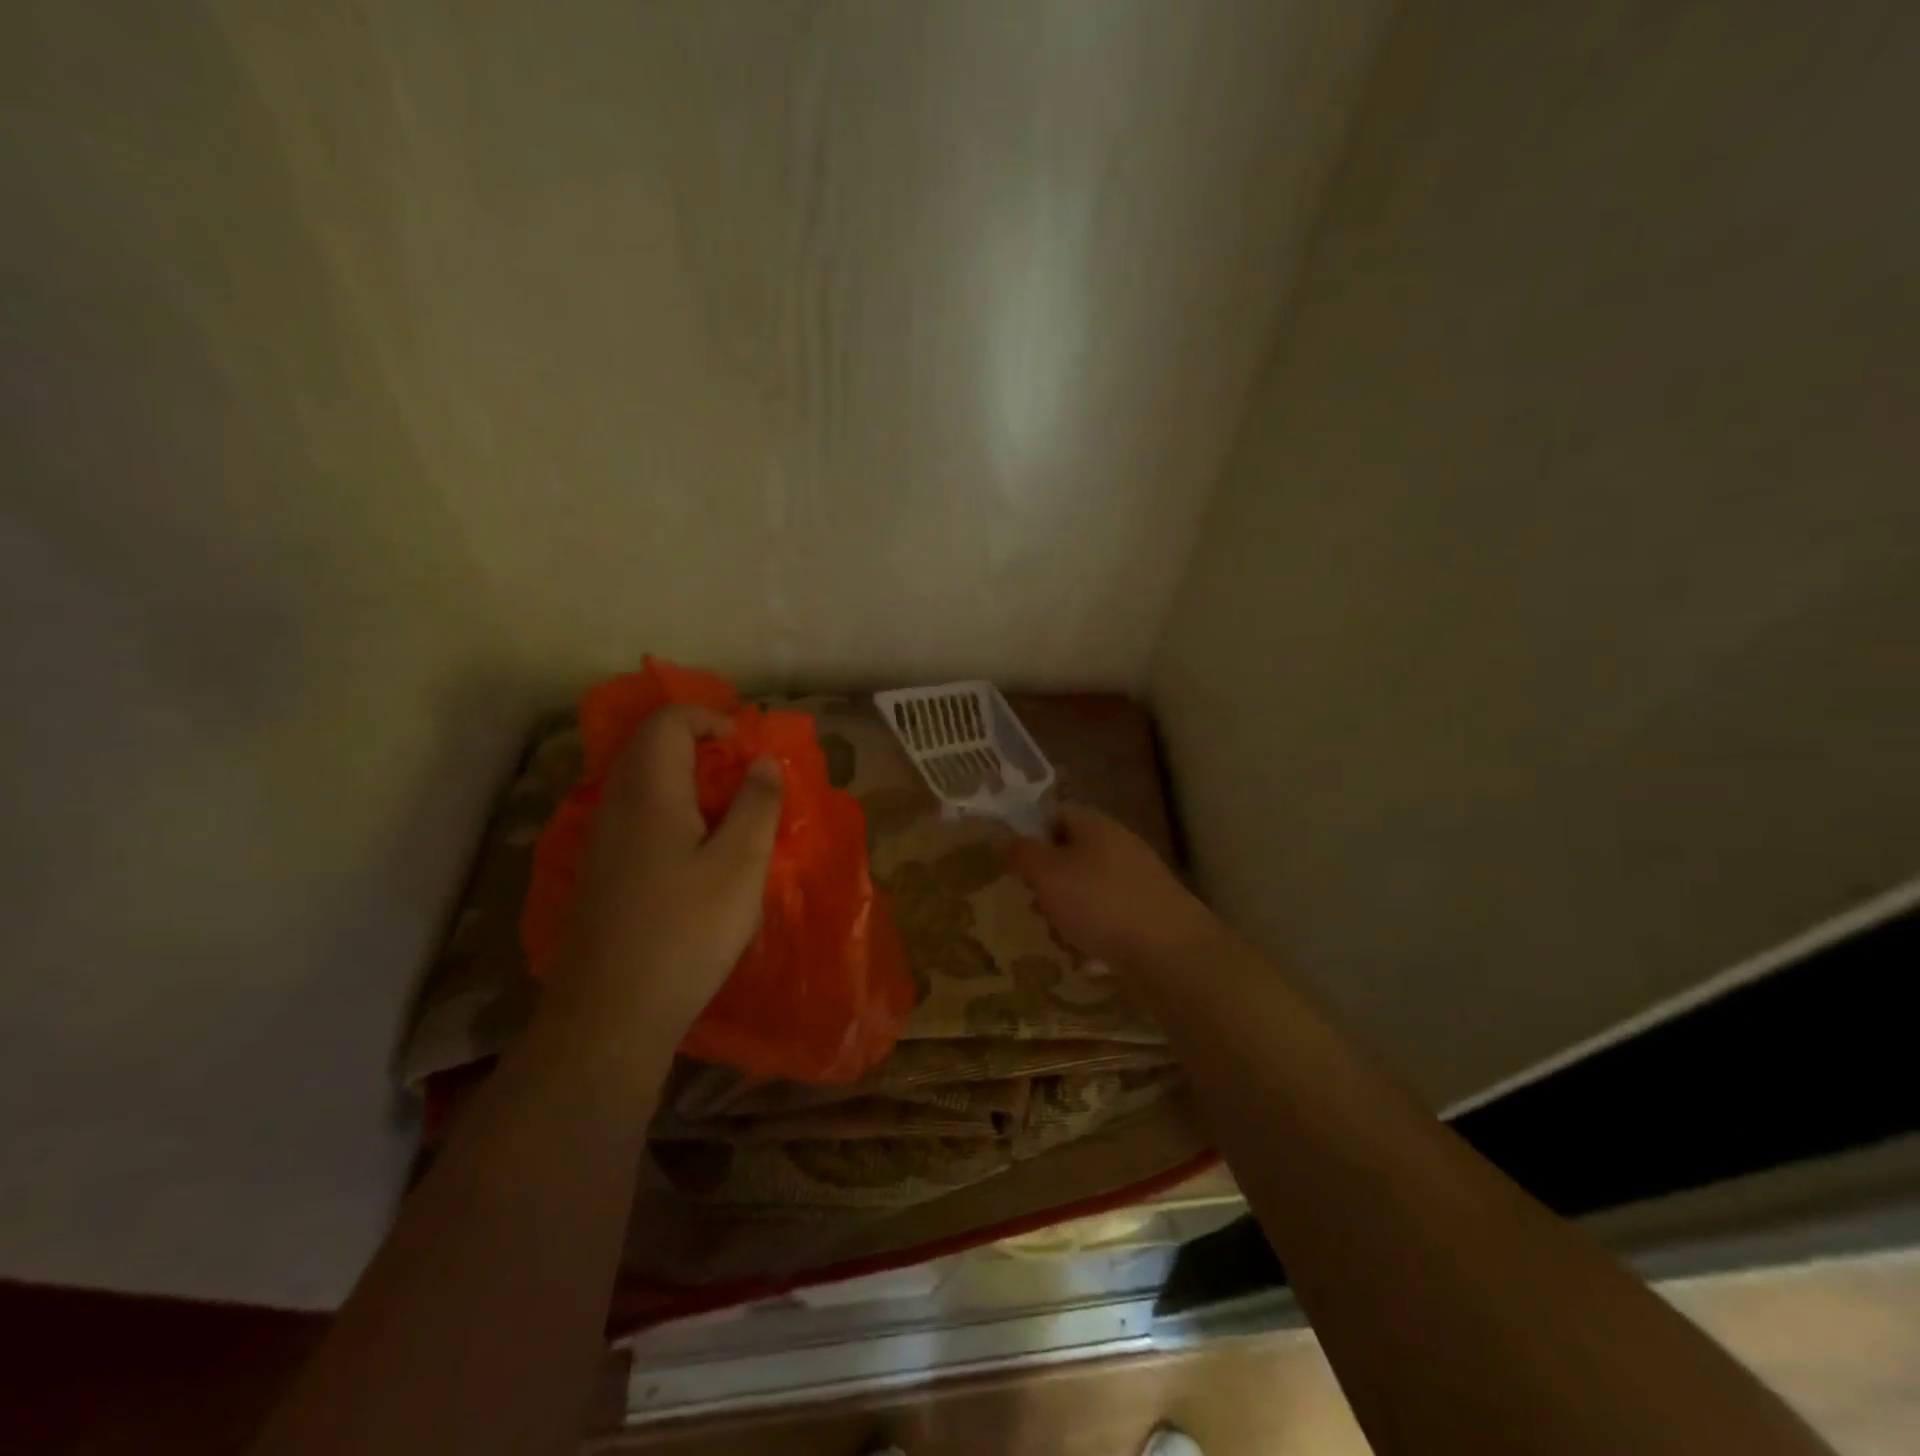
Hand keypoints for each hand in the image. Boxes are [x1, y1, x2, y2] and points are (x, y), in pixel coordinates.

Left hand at [555, 705, 783, 1034]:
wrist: (609, 1015)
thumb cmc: (685, 932)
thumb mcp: (741, 865)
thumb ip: (756, 804)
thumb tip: (763, 761)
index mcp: (649, 790)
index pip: (669, 721)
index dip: (711, 718)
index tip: (748, 747)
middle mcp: (615, 804)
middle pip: (651, 746)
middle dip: (701, 746)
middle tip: (744, 777)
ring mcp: (601, 840)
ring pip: (642, 782)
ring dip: (687, 780)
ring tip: (729, 813)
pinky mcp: (600, 873)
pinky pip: (636, 816)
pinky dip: (671, 811)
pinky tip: (697, 854)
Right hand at [1007, 804, 1219, 970]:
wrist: (1171, 952)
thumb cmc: (1100, 903)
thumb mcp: (1047, 874)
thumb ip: (1020, 853)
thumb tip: (1001, 838)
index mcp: (1095, 824)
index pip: (1054, 815)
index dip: (1030, 836)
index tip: (1014, 865)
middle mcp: (1119, 844)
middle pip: (1070, 855)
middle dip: (1047, 883)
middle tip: (1035, 906)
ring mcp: (1138, 879)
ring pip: (1086, 889)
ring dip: (1067, 912)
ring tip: (1060, 937)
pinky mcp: (1149, 912)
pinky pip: (1108, 916)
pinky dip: (1094, 933)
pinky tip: (1088, 956)